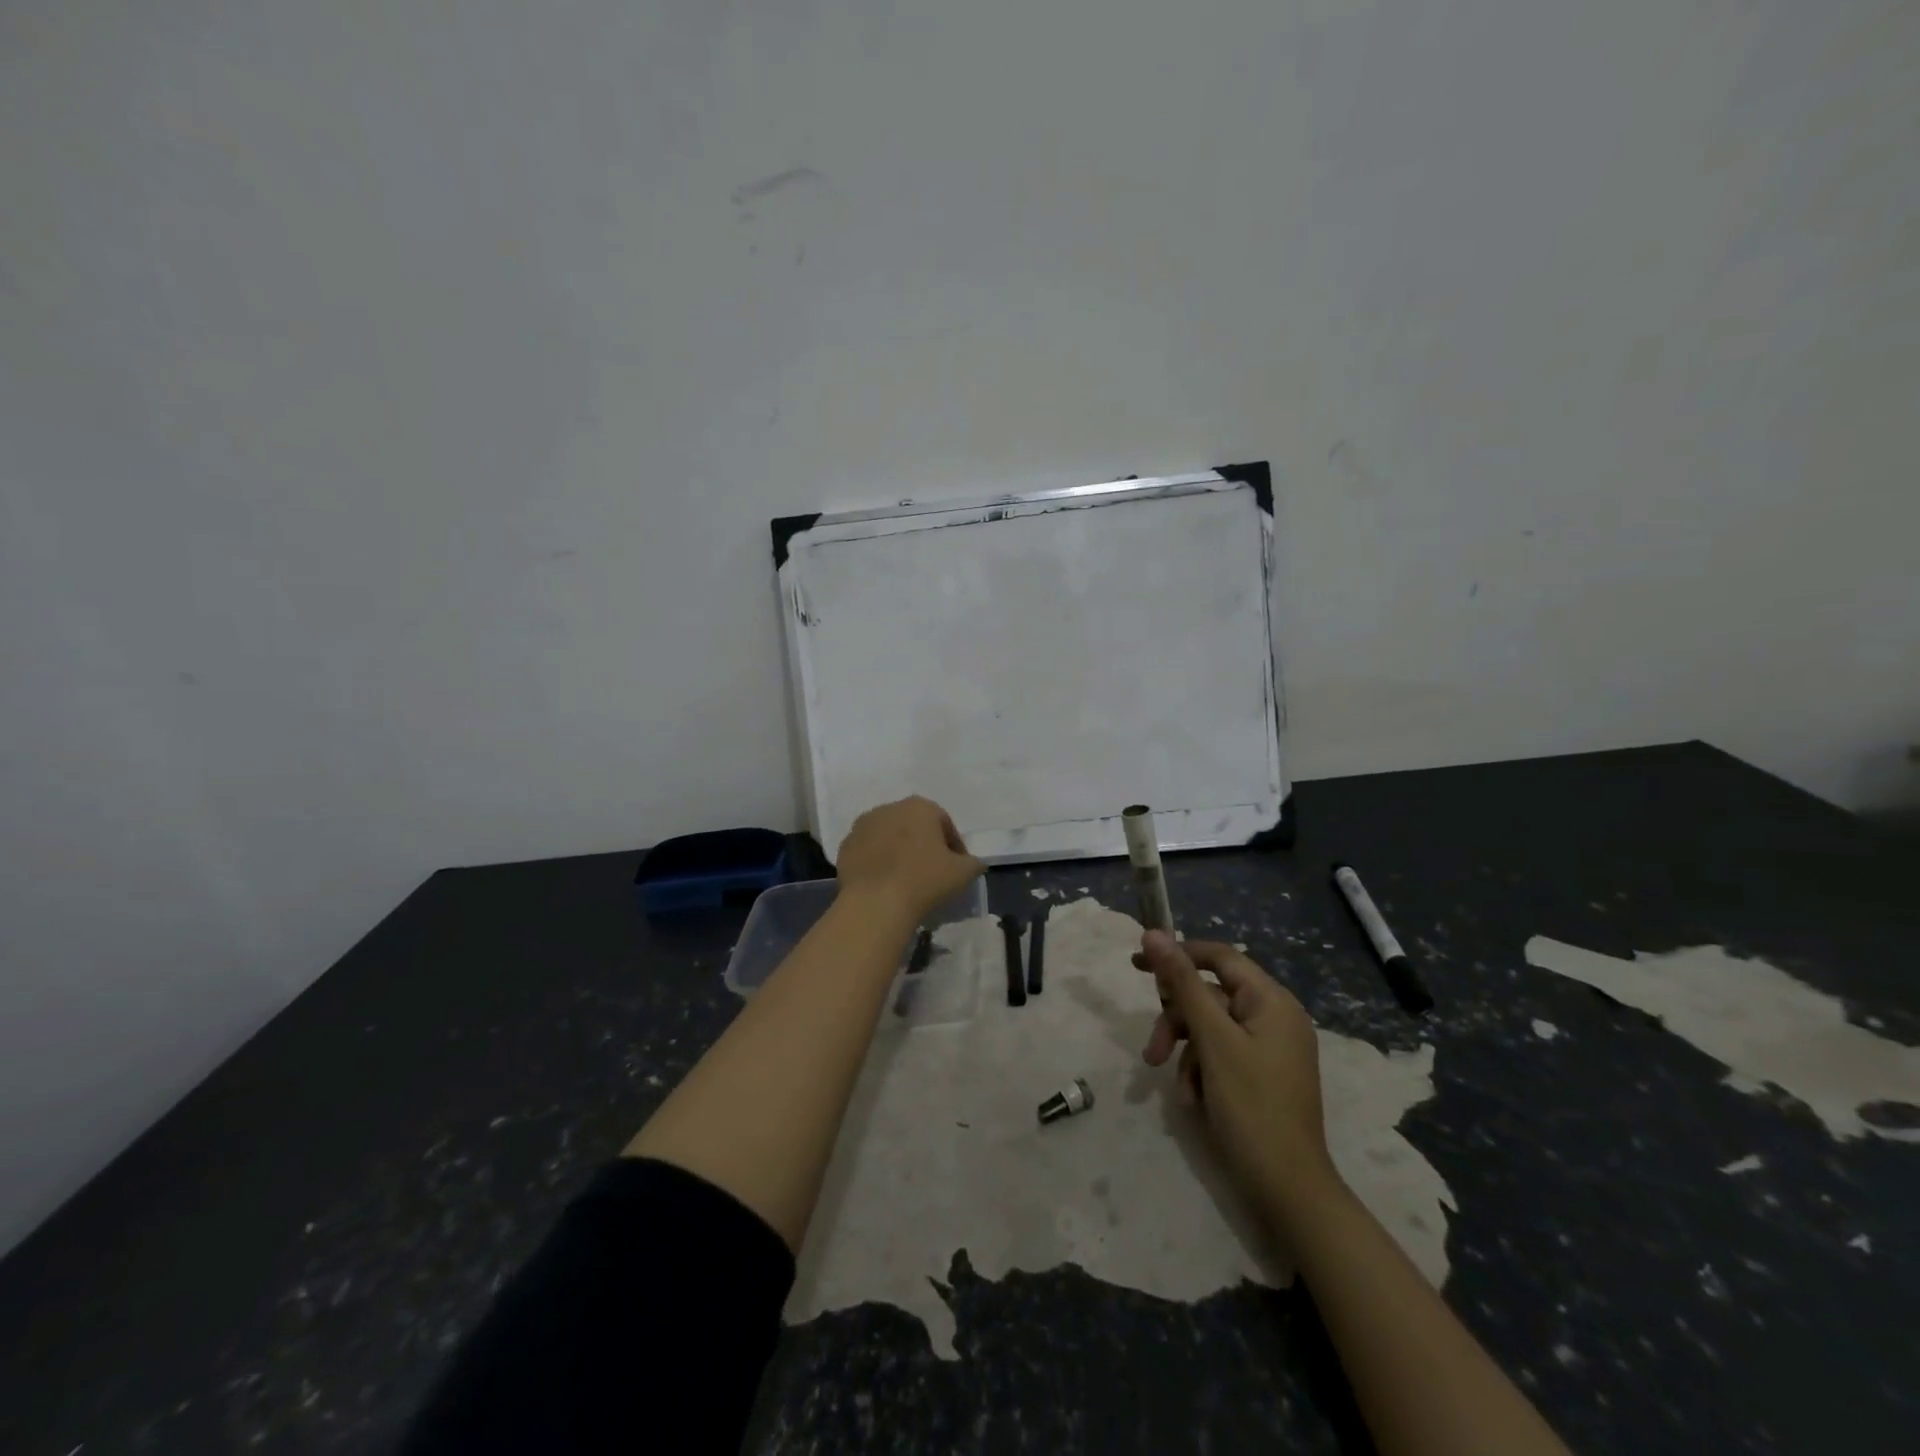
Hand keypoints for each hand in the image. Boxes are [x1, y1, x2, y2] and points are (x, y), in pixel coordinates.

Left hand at [836, 796, 984, 926]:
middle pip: (914, 826)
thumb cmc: (925, 881)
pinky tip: (883, 882)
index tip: (956, 867)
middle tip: (931, 872)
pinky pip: (868, 851)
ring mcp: (863, 825)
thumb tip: (972, 862)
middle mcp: (890, 808)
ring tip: (905, 878)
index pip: (944, 823)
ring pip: (889, 836)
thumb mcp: (964, 873)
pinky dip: (877, 861)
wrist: (876, 903)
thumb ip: (973, 862)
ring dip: (898, 851)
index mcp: (920, 807)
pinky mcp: (845, 845)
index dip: (953, 846)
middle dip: (923, 844)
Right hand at [1137, 932, 1336, 1217]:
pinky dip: (1200, 1073)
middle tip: (1153, 1050)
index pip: (1218, 957)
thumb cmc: (1251, 1107)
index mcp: (1272, 1001)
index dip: (1177, 955)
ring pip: (1209, 1029)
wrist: (1288, 1191)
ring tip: (1175, 1087)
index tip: (1137, 964)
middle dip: (1177, 1022)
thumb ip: (1182, 984)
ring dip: (1185, 1053)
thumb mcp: (1212, 1040)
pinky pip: (1220, 1056)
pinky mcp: (1260, 1075)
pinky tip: (1193, 1101)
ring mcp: (1268, 1048)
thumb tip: (1154, 933)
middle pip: (1209, 996)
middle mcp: (1273, 1017)